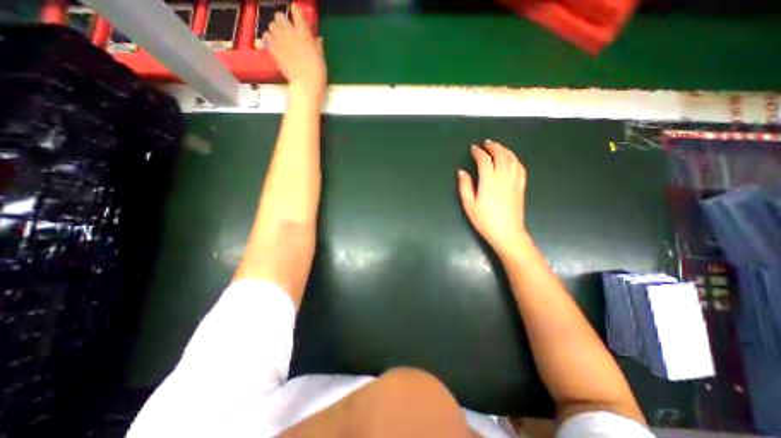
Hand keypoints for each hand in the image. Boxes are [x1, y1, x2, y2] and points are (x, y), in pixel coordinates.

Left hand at [261, 1, 323, 96]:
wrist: (306, 83)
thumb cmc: (318, 72)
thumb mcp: (321, 58)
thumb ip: (317, 46)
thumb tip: (318, 39)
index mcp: (304, 33)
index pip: (297, 13)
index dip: (295, 11)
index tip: (295, 11)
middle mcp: (291, 33)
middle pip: (279, 16)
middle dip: (282, 21)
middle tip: (285, 30)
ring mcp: (281, 41)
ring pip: (271, 25)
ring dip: (274, 29)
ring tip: (278, 37)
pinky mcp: (274, 50)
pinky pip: (265, 37)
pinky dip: (268, 38)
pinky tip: (272, 44)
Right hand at [456, 140, 526, 255]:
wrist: (507, 233)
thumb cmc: (485, 220)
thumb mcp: (469, 205)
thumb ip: (465, 186)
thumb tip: (462, 172)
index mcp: (489, 181)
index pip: (484, 160)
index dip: (478, 152)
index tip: (473, 148)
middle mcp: (503, 177)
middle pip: (501, 155)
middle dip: (493, 147)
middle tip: (486, 143)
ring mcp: (514, 181)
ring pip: (512, 159)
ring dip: (505, 150)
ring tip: (498, 147)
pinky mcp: (521, 187)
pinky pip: (520, 168)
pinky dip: (515, 159)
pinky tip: (511, 159)